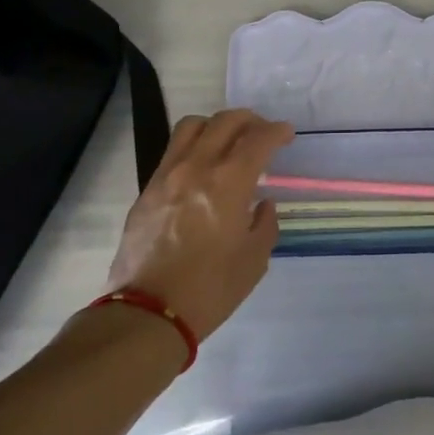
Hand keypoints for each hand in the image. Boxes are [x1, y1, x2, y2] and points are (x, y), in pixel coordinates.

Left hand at [103, 110, 289, 340]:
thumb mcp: (254, 260)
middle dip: (250, 120)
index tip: (286, 135)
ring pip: (193, 126)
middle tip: (262, 134)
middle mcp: (197, 167)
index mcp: (229, 182)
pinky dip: (193, 146)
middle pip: (225, 121)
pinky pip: (173, 150)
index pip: (258, 138)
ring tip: (227, 141)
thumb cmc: (209, 289)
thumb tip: (262, 204)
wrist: (147, 314)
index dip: (277, 131)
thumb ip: (264, 224)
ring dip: (216, 125)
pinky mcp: (147, 189)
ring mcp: (167, 175)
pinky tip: (201, 168)